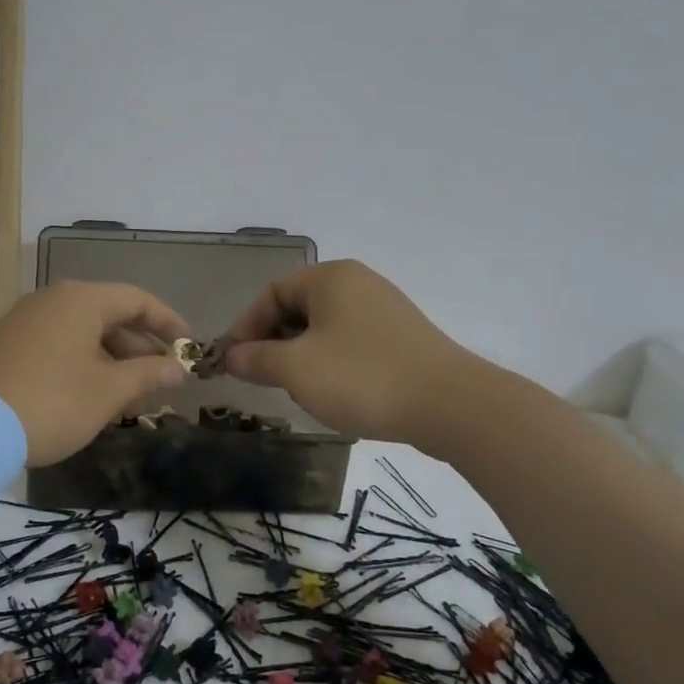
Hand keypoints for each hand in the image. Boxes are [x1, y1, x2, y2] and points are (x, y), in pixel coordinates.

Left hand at [0, 281, 191, 466]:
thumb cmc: (54, 402)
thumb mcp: (109, 391)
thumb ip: (149, 374)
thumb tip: (179, 367)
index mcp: (81, 300)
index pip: (137, 299)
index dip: (168, 323)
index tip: (189, 347)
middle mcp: (52, 300)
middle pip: (109, 314)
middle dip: (139, 346)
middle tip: (161, 377)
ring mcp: (25, 320)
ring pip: (82, 331)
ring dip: (112, 358)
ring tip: (130, 393)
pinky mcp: (6, 343)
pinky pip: (58, 343)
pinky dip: (83, 361)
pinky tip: (91, 394)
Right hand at [220, 260, 477, 444]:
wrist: (451, 406)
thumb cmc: (362, 378)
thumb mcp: (296, 370)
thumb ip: (256, 359)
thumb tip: (231, 357)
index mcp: (330, 278)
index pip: (271, 292)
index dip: (246, 326)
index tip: (234, 362)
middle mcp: (358, 283)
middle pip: (297, 308)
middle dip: (274, 343)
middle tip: (264, 378)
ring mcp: (385, 310)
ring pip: (324, 328)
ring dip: (301, 356)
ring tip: (299, 389)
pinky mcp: (403, 338)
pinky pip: (351, 342)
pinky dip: (332, 363)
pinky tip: (336, 393)